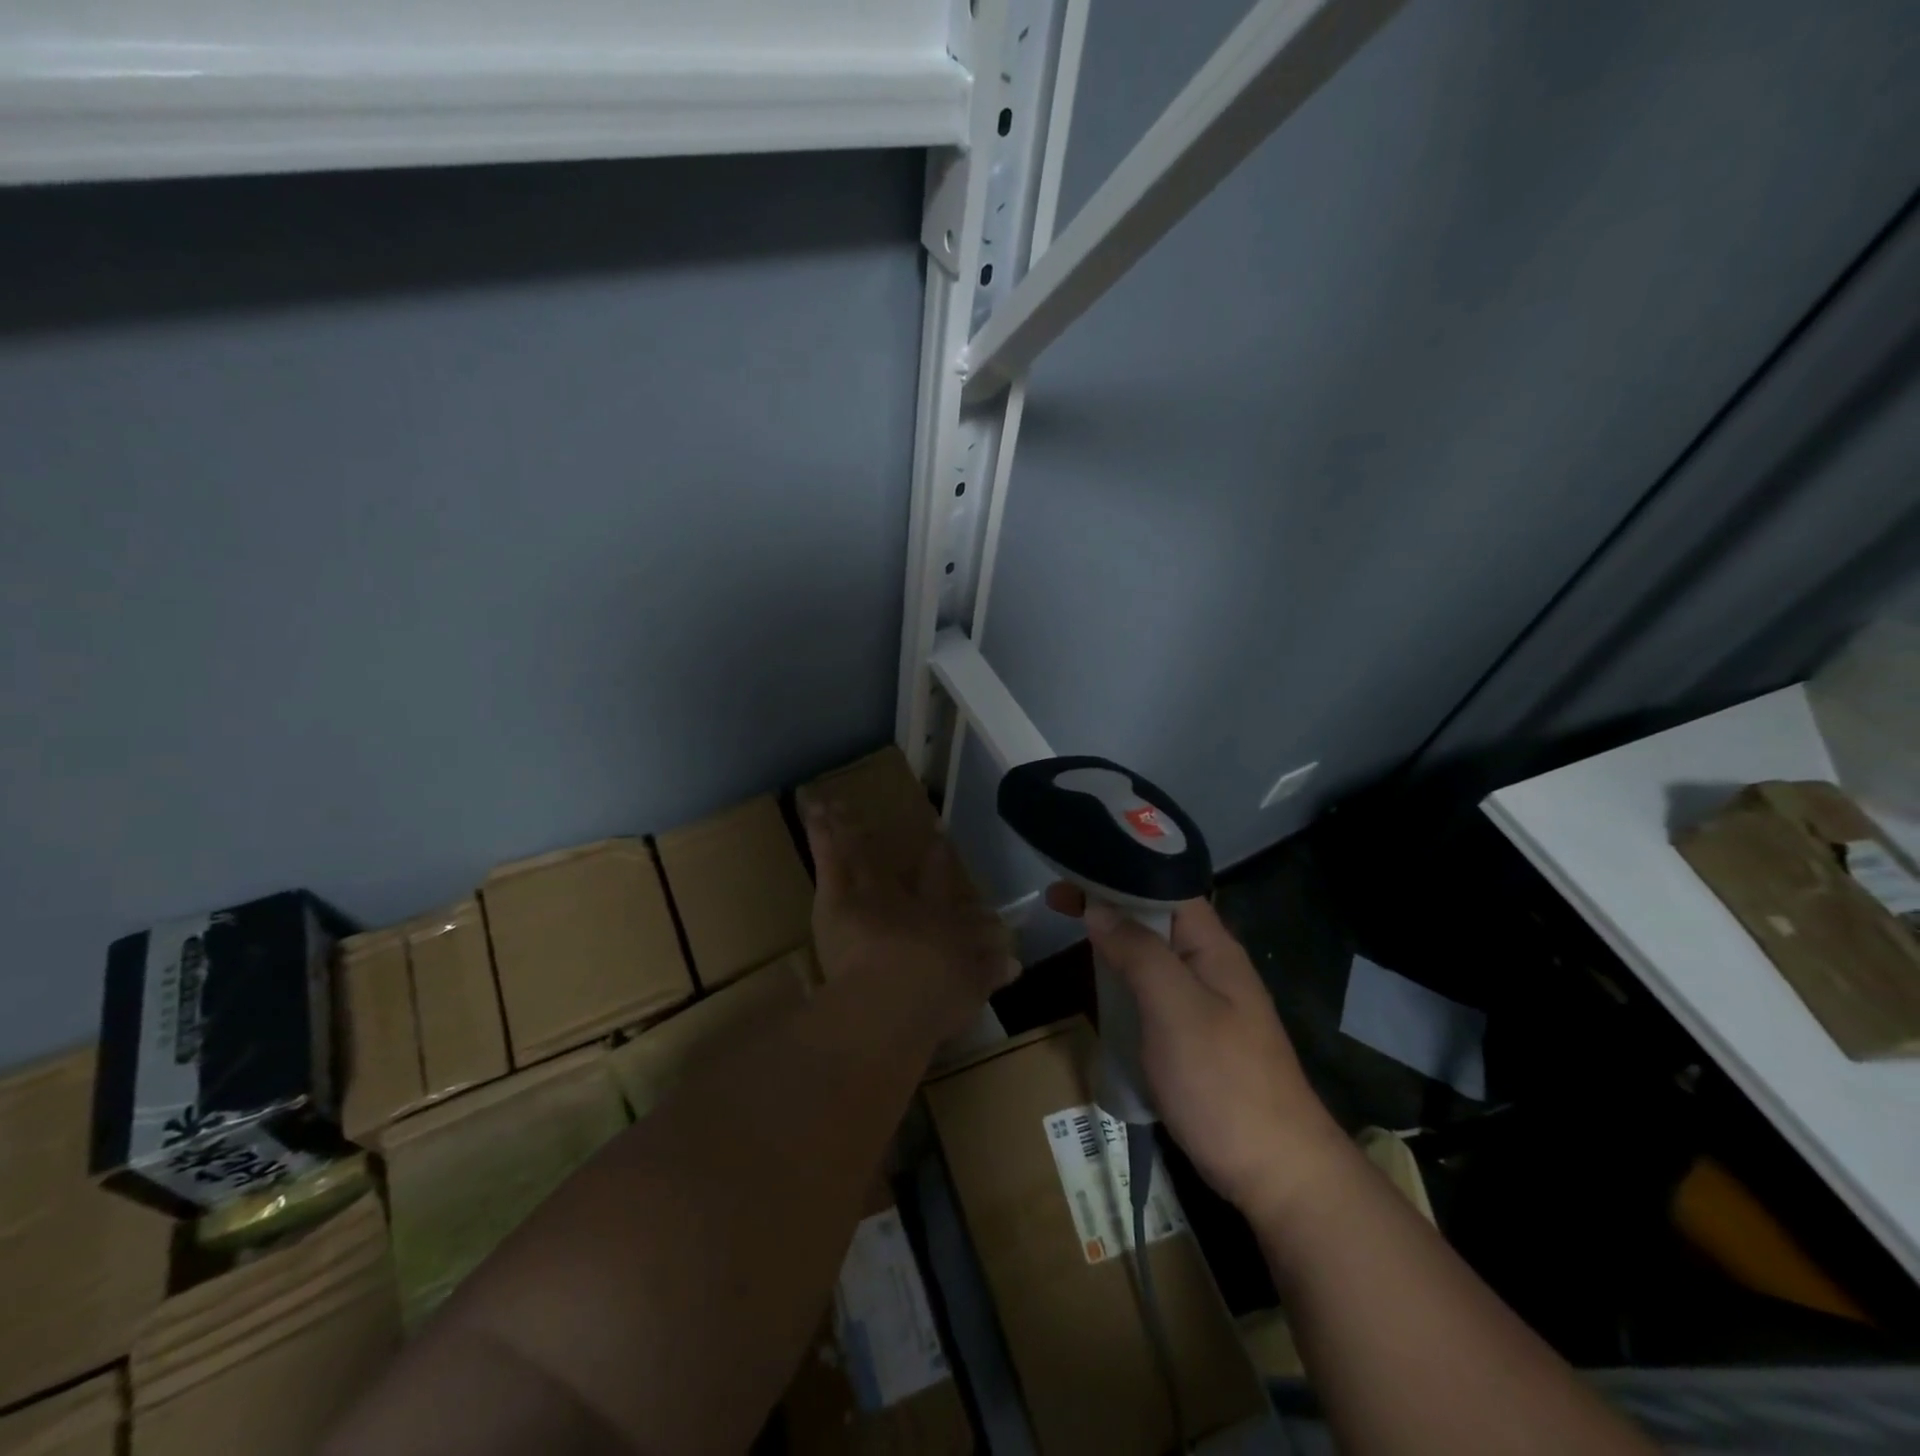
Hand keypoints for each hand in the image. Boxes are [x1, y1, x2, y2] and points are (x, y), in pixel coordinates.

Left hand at [804, 801, 1017, 1038]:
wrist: (892, 1000)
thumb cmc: (932, 1001)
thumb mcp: (968, 991)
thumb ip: (988, 973)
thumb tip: (1015, 964)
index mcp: (943, 926)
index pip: (951, 897)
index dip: (951, 874)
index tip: (951, 851)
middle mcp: (912, 905)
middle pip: (921, 875)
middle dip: (931, 857)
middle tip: (935, 834)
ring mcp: (874, 896)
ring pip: (866, 859)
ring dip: (856, 833)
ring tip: (846, 808)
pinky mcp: (838, 899)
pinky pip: (830, 860)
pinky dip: (822, 834)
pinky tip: (814, 809)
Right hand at [1047, 885, 1345, 1218]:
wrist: (1278, 1175)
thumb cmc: (1225, 1083)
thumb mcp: (1176, 1010)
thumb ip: (1139, 953)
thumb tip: (1098, 908)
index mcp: (1213, 947)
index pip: (1165, 886)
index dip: (1121, 872)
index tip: (1074, 870)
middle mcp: (1210, 965)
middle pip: (1155, 917)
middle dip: (1110, 903)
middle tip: (1057, 901)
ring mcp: (1204, 1003)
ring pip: (1152, 954)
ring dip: (1115, 938)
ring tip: (1071, 931)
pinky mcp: (1193, 1037)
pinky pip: (1152, 990)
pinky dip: (1123, 977)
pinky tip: (1101, 984)